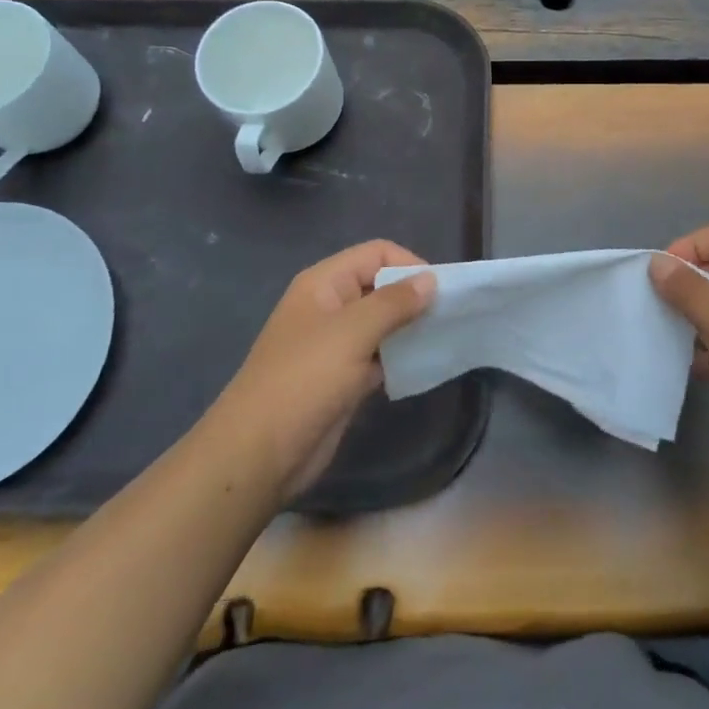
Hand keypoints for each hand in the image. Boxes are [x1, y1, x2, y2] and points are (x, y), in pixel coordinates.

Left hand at [216, 241, 435, 501]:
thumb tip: (431, 280)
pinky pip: (379, 356)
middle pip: (381, 286)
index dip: (409, 264)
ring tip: (444, 339)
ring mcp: (335, 345)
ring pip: (382, 324)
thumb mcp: (352, 332)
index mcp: (324, 284)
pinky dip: (400, 358)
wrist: (259, 454)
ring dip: (410, 329)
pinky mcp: (342, 379)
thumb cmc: (304, 380)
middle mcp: (330, 307)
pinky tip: (424, 366)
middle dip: (415, 297)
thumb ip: (394, 302)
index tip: (441, 292)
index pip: (376, 254)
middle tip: (450, 316)